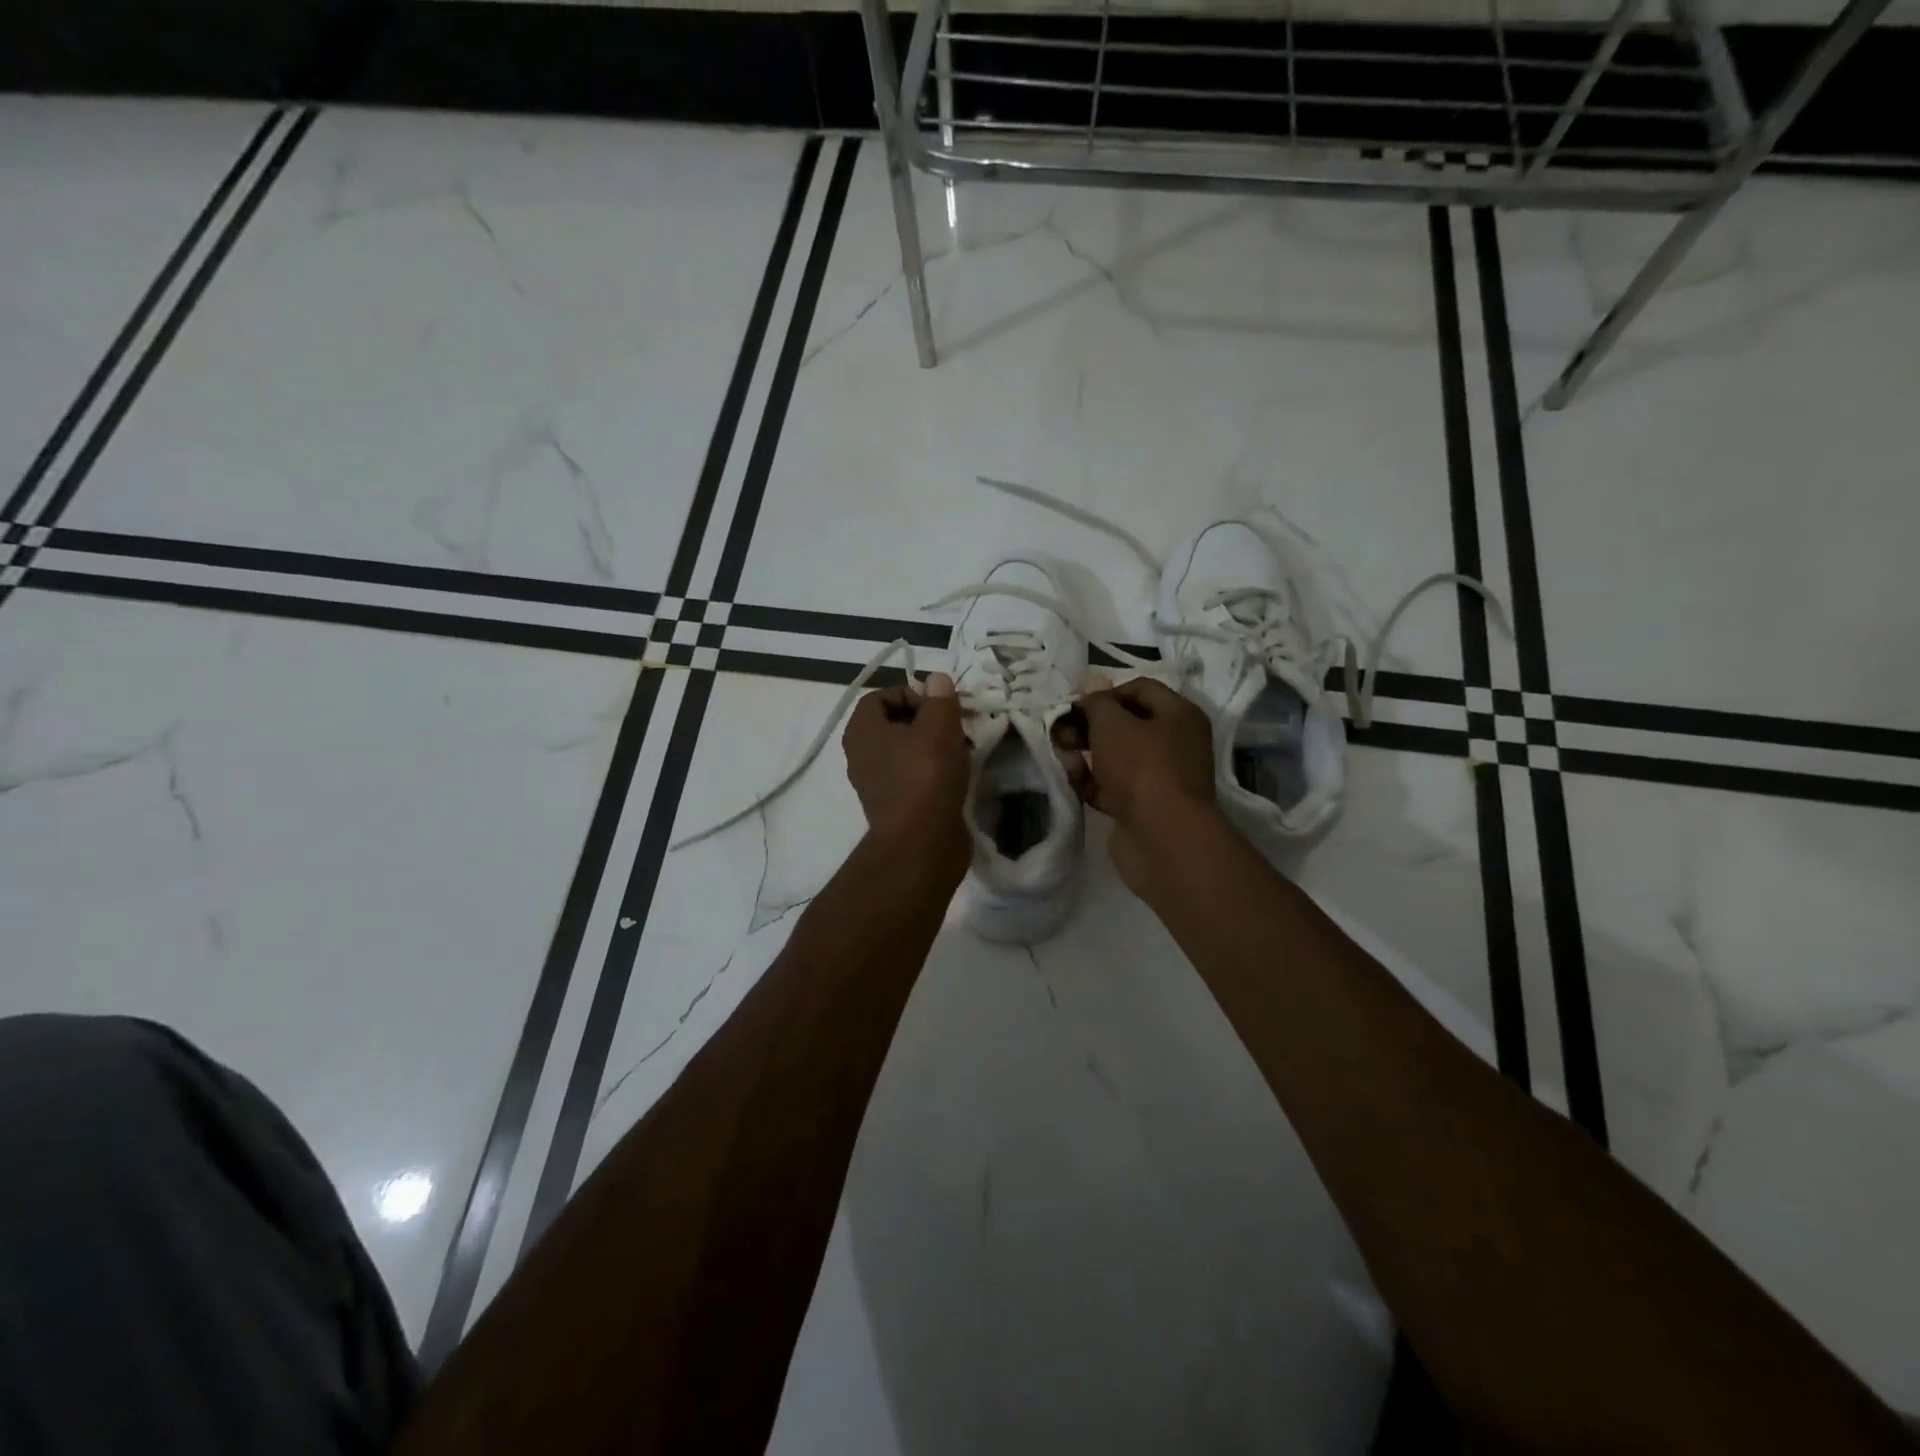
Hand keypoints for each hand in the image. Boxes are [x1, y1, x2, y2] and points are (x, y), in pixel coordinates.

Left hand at [842, 672, 971, 862]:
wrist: (922, 841)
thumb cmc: (926, 774)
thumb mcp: (940, 726)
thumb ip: (939, 698)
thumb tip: (936, 679)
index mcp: (862, 730)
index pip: (881, 696)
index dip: (913, 693)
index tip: (940, 707)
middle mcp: (860, 754)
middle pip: (894, 723)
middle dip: (928, 720)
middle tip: (956, 725)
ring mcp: (875, 783)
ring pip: (906, 750)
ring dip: (934, 745)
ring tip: (962, 750)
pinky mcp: (893, 805)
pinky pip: (912, 775)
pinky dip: (932, 770)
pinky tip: (956, 775)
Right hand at [1068, 677, 1219, 893]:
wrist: (1162, 838)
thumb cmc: (1141, 768)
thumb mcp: (1111, 723)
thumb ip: (1096, 703)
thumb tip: (1089, 696)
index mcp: (1180, 715)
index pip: (1140, 688)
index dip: (1105, 692)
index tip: (1076, 705)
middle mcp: (1176, 743)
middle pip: (1126, 724)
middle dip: (1090, 726)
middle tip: (1062, 732)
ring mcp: (1161, 777)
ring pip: (1117, 756)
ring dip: (1087, 754)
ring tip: (1063, 756)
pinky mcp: (1145, 807)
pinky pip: (1114, 786)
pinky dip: (1093, 782)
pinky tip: (1073, 782)